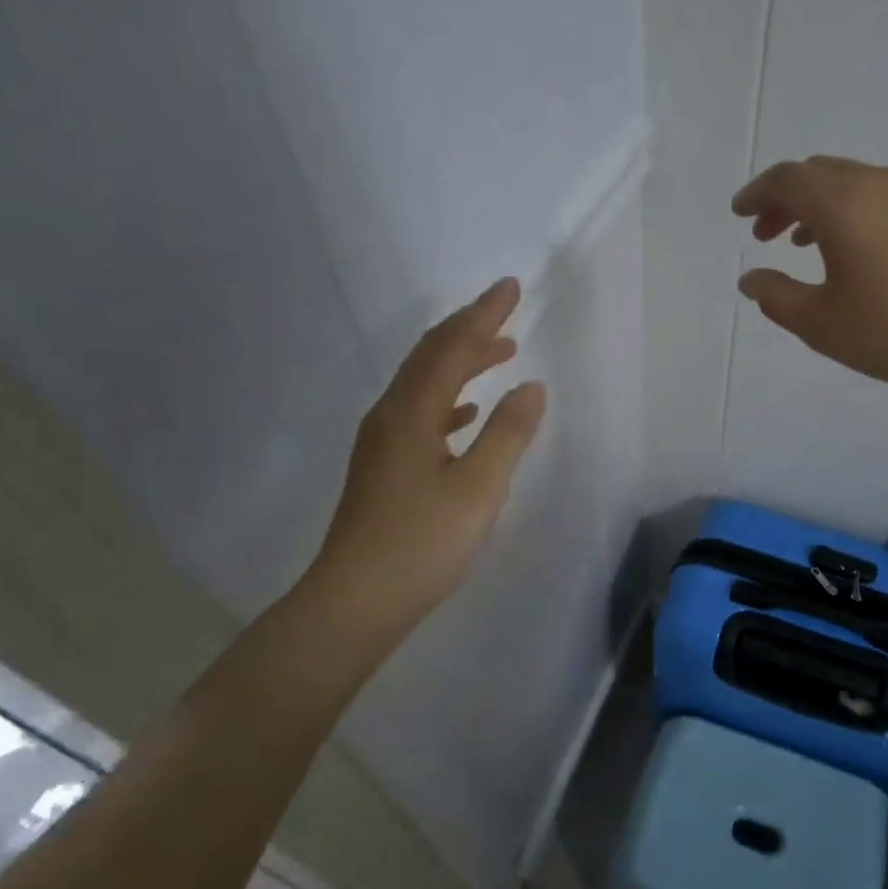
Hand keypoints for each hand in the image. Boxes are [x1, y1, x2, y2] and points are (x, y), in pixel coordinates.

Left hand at [305, 277, 545, 638]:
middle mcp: (390, 416)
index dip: (483, 316)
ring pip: (423, 384)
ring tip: (497, 354)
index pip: (452, 348)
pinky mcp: (382, 467)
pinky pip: (418, 413)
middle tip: (504, 310)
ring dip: (460, 363)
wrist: (356, 600)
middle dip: (468, 329)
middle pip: (430, 357)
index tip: (510, 288)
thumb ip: (508, 434)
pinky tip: (464, 414)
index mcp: (412, 413)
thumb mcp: (478, 489)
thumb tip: (531, 386)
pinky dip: (446, 400)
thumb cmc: (422, 543)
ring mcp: (381, 443)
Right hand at [732, 157, 887, 402]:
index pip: (786, 180)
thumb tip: (751, 279)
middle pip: (820, 174)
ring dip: (823, 205)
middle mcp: (880, 185)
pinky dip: (860, 212)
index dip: (757, 194)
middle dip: (786, 199)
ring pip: (856, 183)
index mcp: (842, 204)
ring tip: (808, 243)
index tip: (740, 214)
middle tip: (768, 235)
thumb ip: (775, 296)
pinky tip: (863, 252)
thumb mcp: (818, 323)